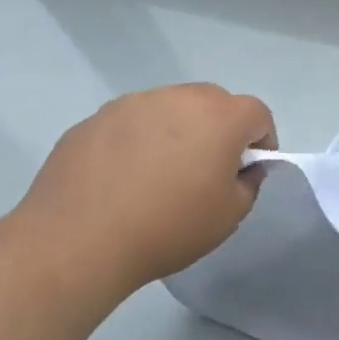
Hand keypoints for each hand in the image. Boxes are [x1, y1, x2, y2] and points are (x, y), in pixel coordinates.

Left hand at [12, 83, 276, 293]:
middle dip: (220, 129)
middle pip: (214, 102)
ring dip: (177, 130)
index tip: (246, 171)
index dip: (261, 141)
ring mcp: (131, 104)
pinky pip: (131, 123)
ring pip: (170, 107)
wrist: (77, 242)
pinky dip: (138, 141)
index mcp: (220, 117)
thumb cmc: (167, 227)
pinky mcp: (93, 119)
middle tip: (206, 169)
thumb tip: (241, 168)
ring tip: (160, 174)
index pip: (257, 113)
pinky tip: (123, 179)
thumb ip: (249, 183)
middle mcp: (177, 98)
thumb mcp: (229, 215)